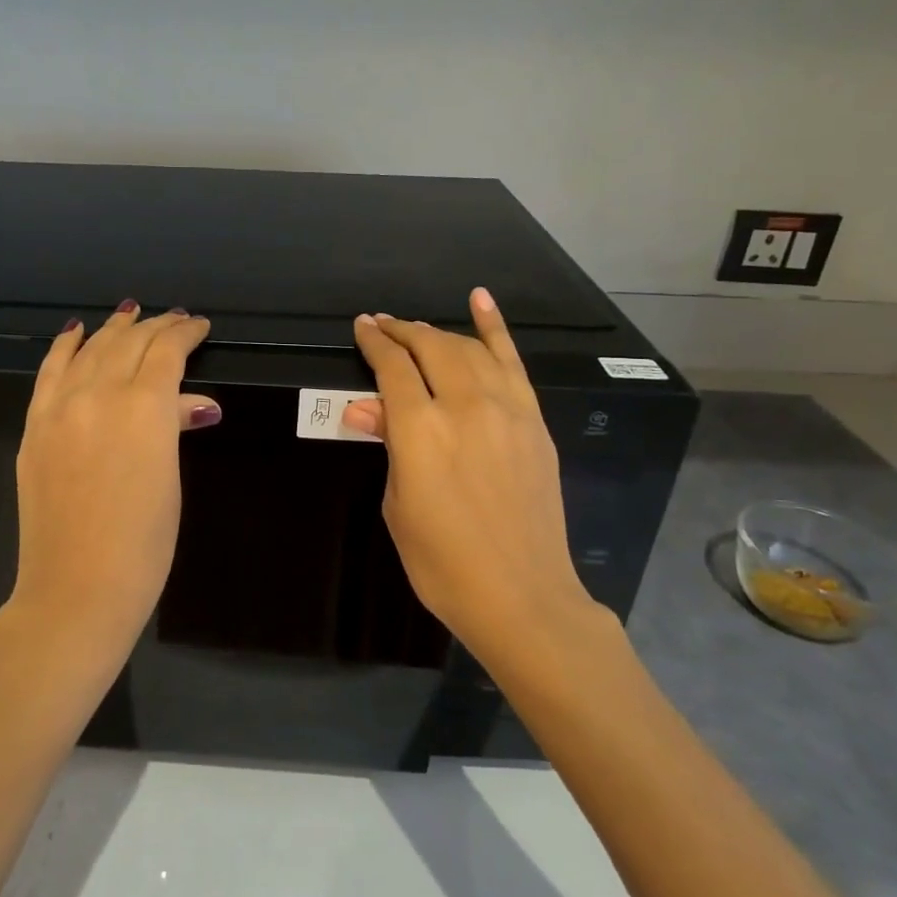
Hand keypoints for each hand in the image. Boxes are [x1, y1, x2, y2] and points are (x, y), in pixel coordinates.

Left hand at [3, 302, 220, 661]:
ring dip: (113, 329)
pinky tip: (75, 332)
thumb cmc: (143, 543)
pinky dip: (64, 347)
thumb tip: (192, 404)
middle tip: (175, 320)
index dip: (185, 333)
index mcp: (144, 408)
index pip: (167, 352)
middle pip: (130, 343)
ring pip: (90, 349)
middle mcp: (100, 394)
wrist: (76, 587)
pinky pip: (50, 372)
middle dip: (155, 327)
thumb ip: (174, 427)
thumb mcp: (170, 479)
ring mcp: (60, 408)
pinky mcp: (35, 426)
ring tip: (131, 314)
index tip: (199, 326)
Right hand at [343, 288, 596, 658]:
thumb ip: (388, 446)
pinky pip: (513, 362)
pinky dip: (495, 328)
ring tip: (417, 329)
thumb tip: (364, 408)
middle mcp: (464, 406)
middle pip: (430, 347)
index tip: (362, 327)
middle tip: (383, 326)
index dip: (375, 343)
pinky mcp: (533, 420)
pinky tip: (480, 301)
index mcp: (420, 430)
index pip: (393, 367)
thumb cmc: (442, 562)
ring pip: (468, 349)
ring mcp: (506, 409)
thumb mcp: (399, 505)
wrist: (521, 595)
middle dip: (402, 331)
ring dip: (438, 332)